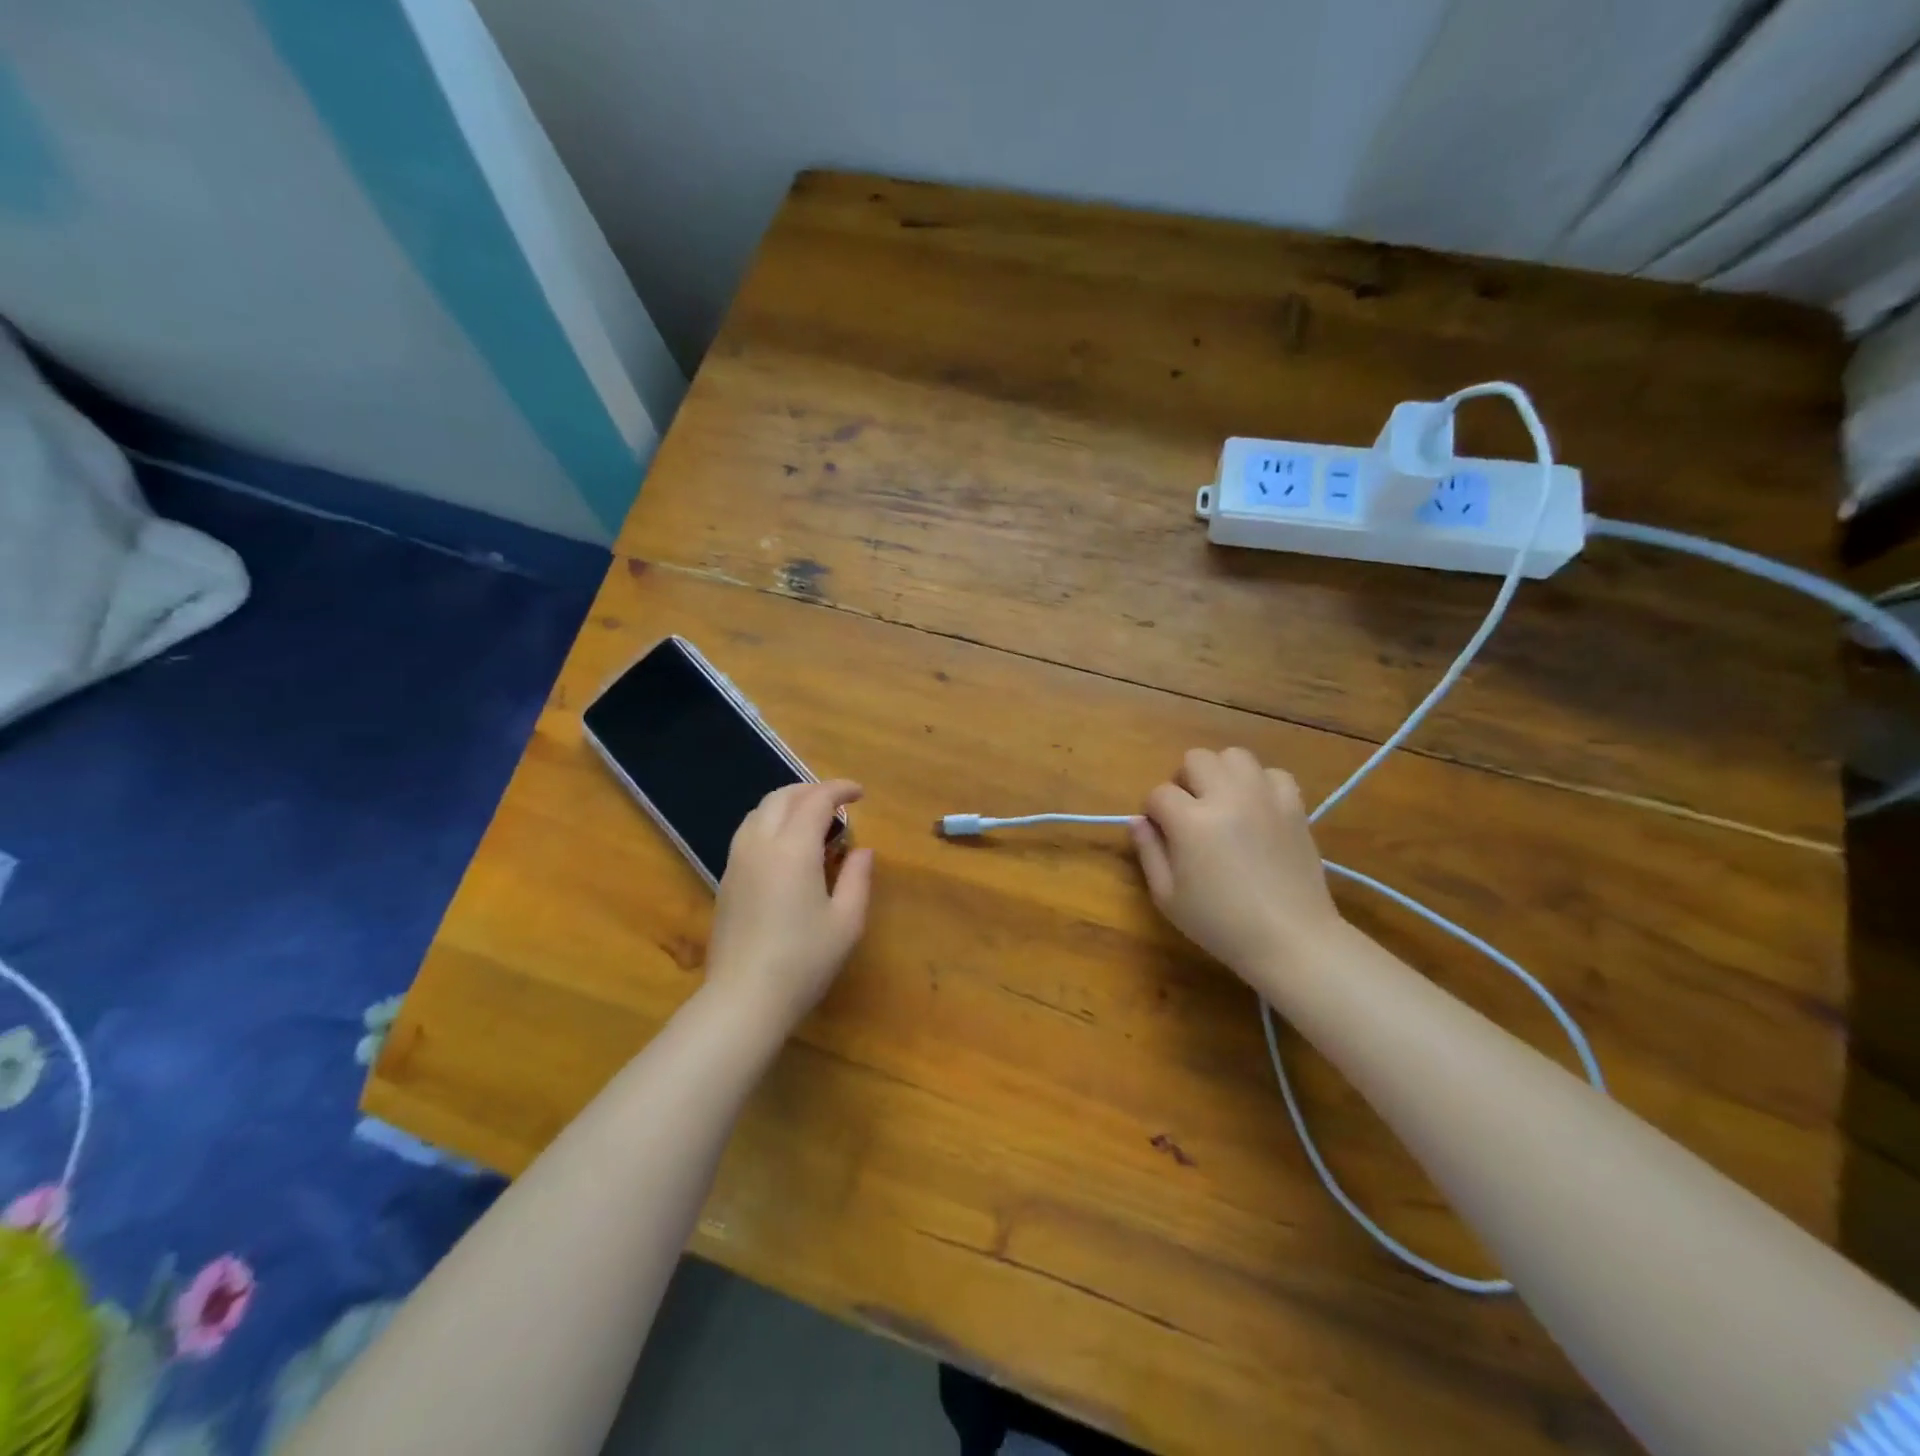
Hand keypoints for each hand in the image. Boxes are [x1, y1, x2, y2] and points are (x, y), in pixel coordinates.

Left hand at [705, 780, 873, 1033]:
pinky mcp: (725, 880)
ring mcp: (737, 861)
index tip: (859, 793)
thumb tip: (862, 851)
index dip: (840, 790)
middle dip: (811, 790)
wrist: (743, 998)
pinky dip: (770, 824)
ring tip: (811, 821)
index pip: (817, 800)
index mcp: (793, 848)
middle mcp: (760, 844)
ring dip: (787, 804)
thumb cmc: (804, 960)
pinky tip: (786, 848)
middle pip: (782, 797)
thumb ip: (857, 878)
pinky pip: (747, 833)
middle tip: (837, 803)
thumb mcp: (846, 921)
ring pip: (759, 812)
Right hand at [1131, 748, 1342, 985]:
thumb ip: (1148, 852)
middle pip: (1196, 759)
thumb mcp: (1168, 897)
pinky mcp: (1294, 806)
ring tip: (1223, 802)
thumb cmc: (1220, 924)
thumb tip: (1137, 820)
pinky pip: (1273, 773)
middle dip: (1185, 781)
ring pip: (1234, 755)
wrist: (1291, 939)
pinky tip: (1257, 808)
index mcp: (1191, 821)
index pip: (1159, 793)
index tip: (1160, 832)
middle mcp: (1227, 797)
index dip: (1153, 811)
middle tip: (1190, 813)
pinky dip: (1260, 783)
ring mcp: (1264, 797)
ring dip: (1221, 773)